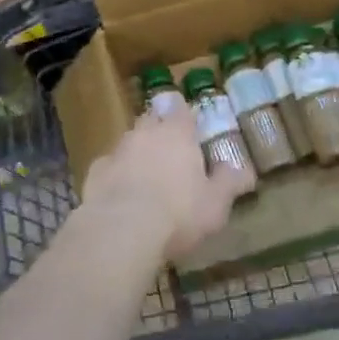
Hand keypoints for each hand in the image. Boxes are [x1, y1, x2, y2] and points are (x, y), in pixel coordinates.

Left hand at [79, 105, 247, 262]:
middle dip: (159, 129)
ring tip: (146, 177)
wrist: (121, 230)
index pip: (181, 109)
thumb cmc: (178, 213)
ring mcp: (117, 150)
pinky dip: (116, 175)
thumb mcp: (216, 203)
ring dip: (137, 153)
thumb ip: (229, 182)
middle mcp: (146, 133)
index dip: (184, 114)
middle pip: (152, 119)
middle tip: (169, 151)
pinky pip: (109, 167)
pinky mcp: (95, 172)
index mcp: (178, 133)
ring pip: (129, 142)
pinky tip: (121, 196)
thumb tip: (243, 169)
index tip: (189, 124)